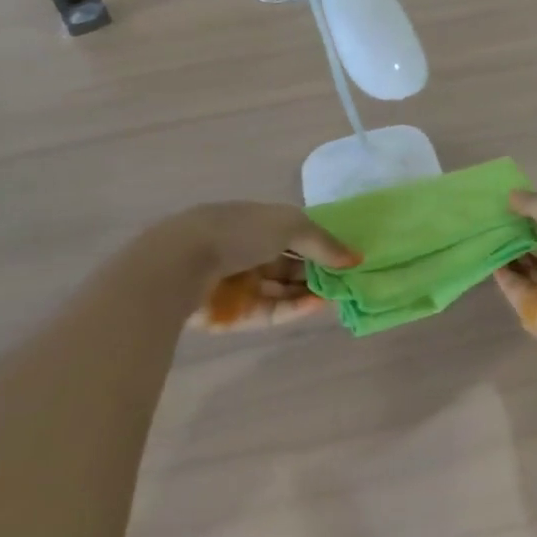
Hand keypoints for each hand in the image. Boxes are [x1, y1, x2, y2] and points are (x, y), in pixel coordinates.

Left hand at [130, 203, 358, 331]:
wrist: (180, 265)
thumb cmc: (239, 232)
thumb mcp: (290, 225)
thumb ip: (324, 242)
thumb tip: (355, 257)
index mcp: (255, 222)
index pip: (295, 234)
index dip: (321, 244)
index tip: (348, 255)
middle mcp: (246, 251)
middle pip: (290, 264)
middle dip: (319, 271)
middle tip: (350, 279)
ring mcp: (238, 284)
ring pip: (282, 289)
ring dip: (310, 291)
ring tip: (340, 294)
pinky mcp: (233, 314)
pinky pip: (270, 311)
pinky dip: (294, 308)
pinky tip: (317, 305)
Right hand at [493, 189, 536, 346]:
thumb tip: (512, 196)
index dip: (536, 212)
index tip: (510, 201)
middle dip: (520, 233)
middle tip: (492, 217)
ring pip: (527, 267)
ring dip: (509, 251)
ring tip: (485, 232)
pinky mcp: (533, 308)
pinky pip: (515, 286)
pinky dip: (502, 272)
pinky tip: (487, 255)